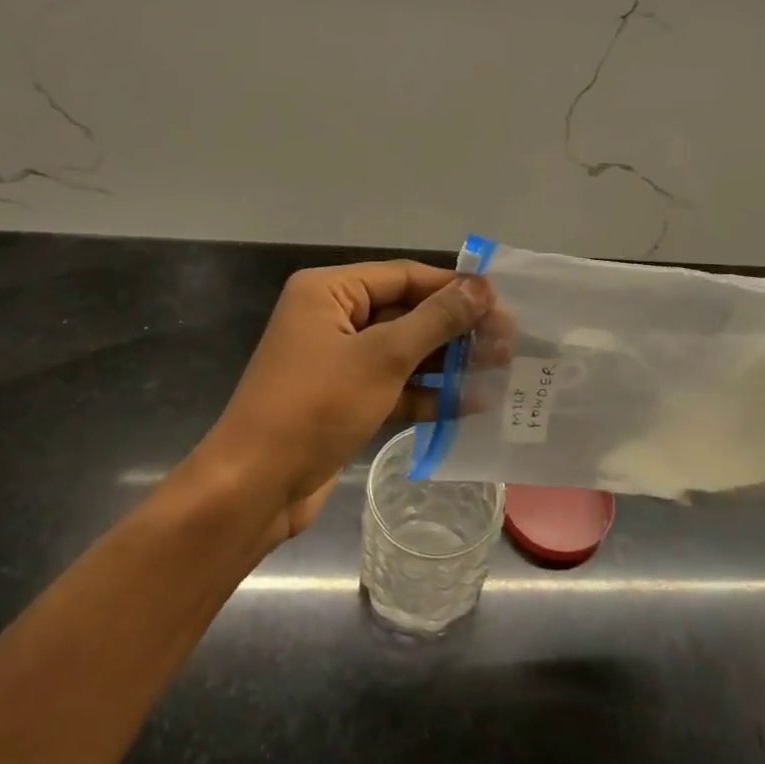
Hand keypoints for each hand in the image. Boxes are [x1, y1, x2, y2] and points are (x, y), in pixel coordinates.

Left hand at [198, 262, 490, 545]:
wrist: (255, 486)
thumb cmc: (315, 406)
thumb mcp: (382, 357)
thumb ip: (435, 320)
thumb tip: (481, 286)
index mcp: (329, 292)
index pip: (404, 277)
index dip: (454, 288)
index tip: (502, 303)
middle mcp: (332, 318)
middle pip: (406, 313)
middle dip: (455, 329)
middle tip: (509, 342)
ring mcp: (337, 361)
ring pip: (403, 352)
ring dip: (448, 363)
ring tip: (500, 370)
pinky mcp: (344, 399)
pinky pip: (394, 386)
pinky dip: (427, 395)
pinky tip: (471, 405)